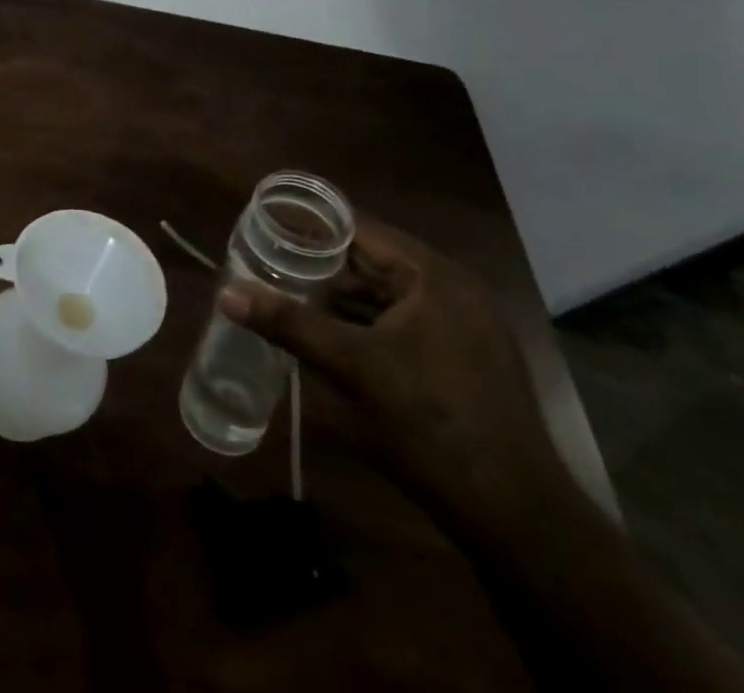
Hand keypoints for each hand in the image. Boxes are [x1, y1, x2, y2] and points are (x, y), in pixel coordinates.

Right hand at [220, 216, 565, 526]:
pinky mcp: (461, 359)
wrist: (517, 517)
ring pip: (382, 294)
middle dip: (316, 264)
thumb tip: (226, 292)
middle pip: (369, 260)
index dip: (308, 226)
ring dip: (336, 296)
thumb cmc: (432, 425)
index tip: (261, 226)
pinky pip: (399, 322)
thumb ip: (288, 323)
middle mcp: (452, 290)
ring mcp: (462, 327)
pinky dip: (361, 323)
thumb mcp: (352, 368)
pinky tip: (324, 335)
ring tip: (282, 295)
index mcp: (433, 277)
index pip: (358, 229)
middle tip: (263, 263)